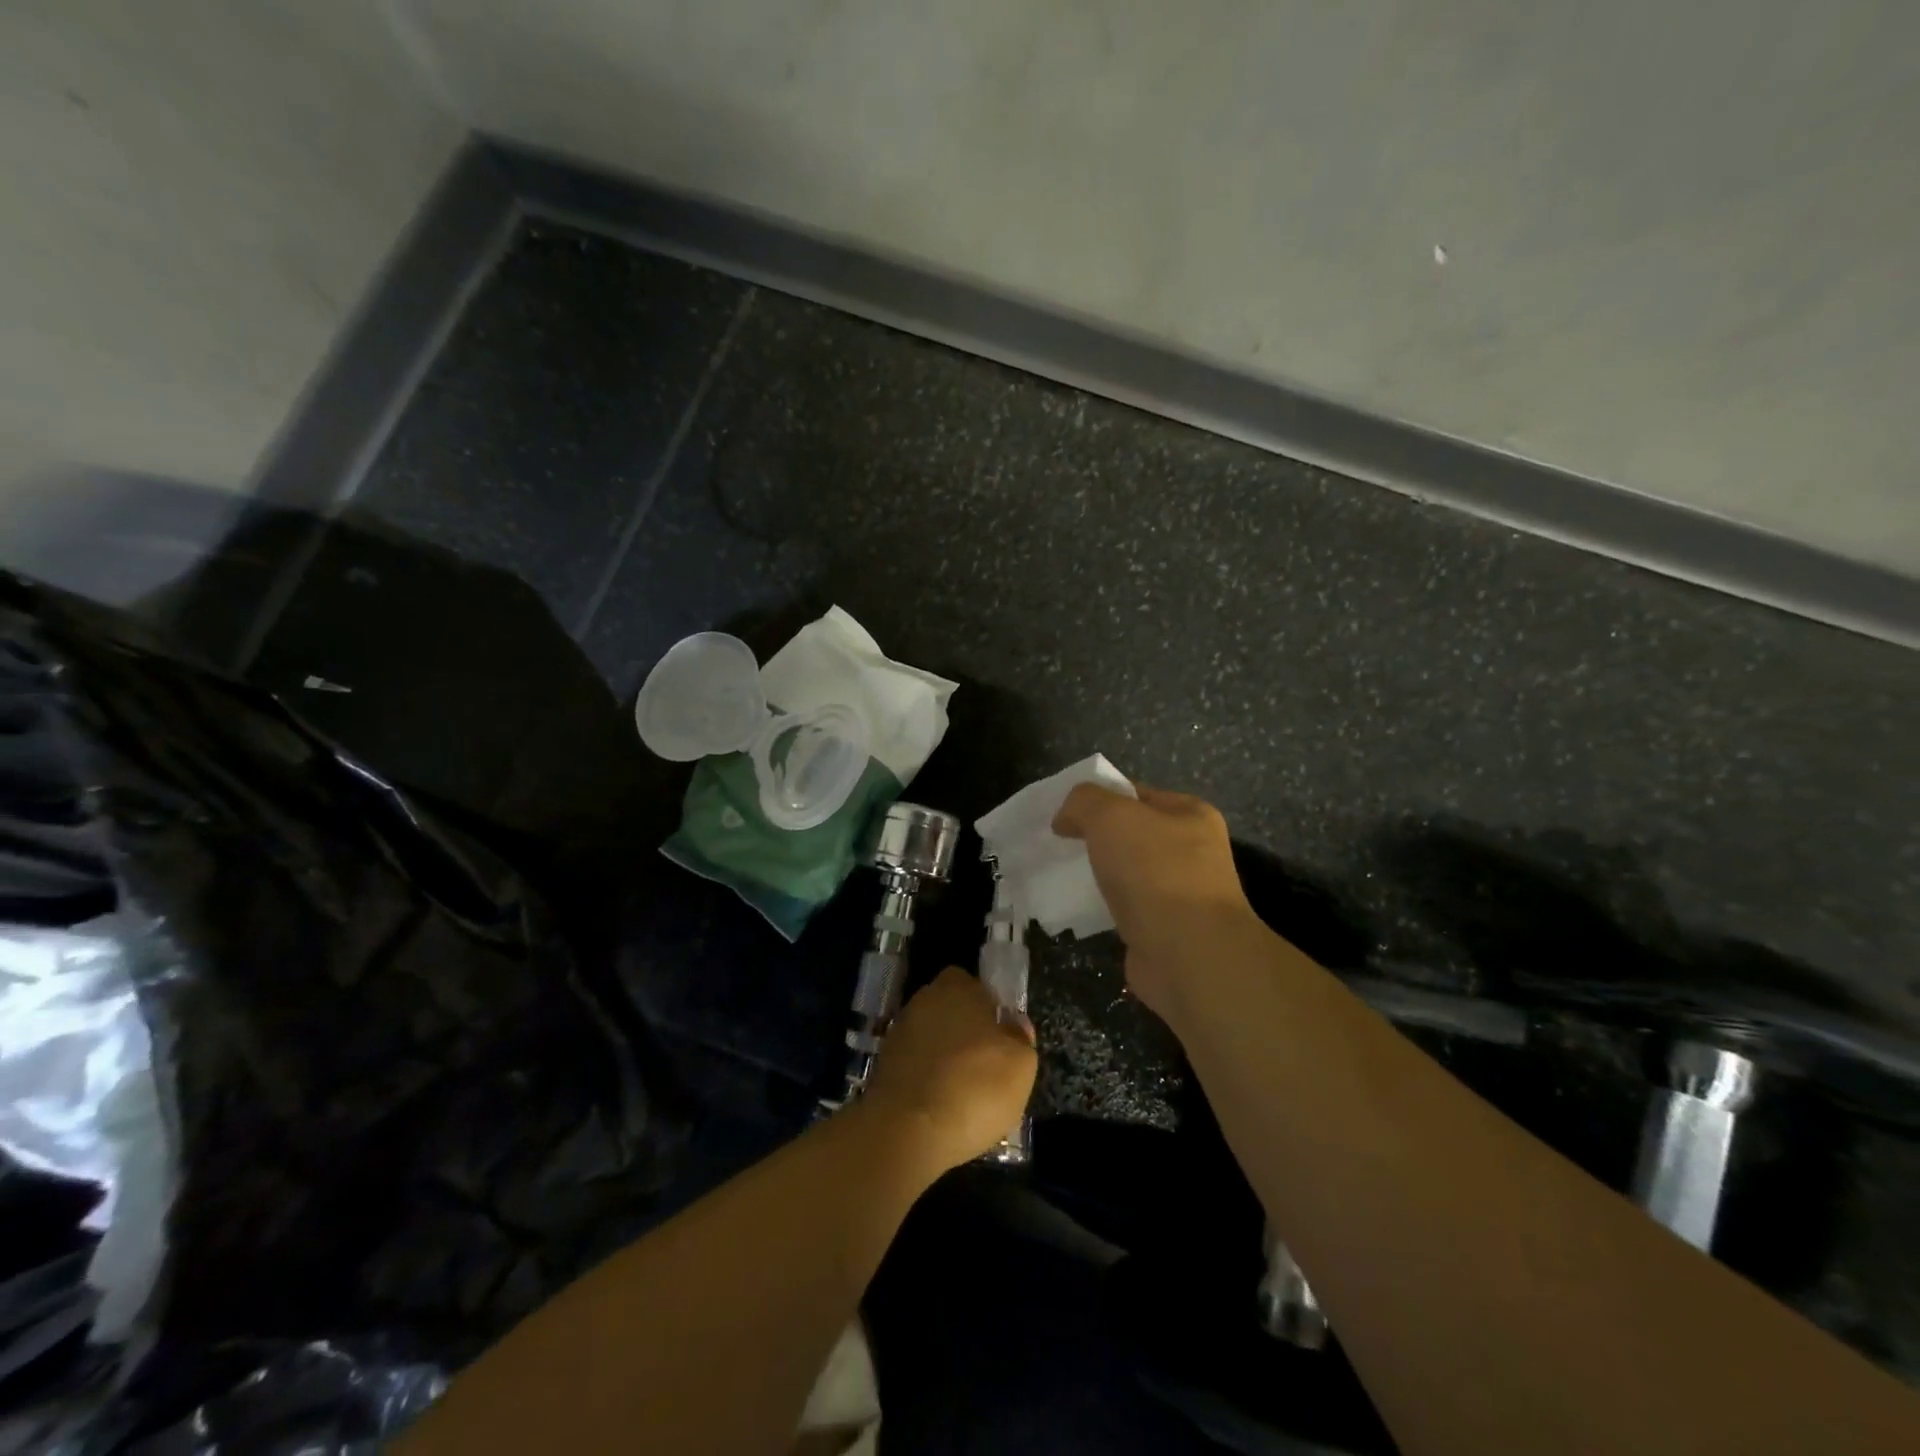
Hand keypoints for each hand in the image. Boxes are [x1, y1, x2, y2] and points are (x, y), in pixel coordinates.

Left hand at [863, 967, 1037, 1172]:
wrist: (906, 1132)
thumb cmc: (973, 1088)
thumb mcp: (1021, 1065)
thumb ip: (1020, 1037)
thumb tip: (1014, 1024)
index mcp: (956, 988)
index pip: (972, 984)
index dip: (987, 1006)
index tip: (1000, 1036)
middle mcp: (923, 1001)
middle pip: (950, 1010)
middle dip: (965, 1032)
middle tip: (985, 1066)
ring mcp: (898, 1033)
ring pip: (931, 1039)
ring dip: (944, 1058)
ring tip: (964, 1095)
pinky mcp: (882, 1066)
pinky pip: (914, 1066)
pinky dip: (926, 1081)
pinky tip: (940, 1108)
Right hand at [1052, 783, 1258, 1020]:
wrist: (1188, 955)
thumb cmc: (1154, 872)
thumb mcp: (1110, 816)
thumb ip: (1083, 802)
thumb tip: (1066, 818)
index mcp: (1190, 814)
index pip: (1136, 793)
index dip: (1098, 798)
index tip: (1064, 814)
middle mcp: (1193, 850)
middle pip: (1131, 833)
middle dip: (1095, 838)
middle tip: (1059, 845)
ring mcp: (1182, 893)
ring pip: (1128, 872)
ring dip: (1099, 875)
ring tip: (1063, 877)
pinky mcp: (1166, 930)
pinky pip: (1127, 908)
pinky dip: (1105, 907)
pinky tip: (1081, 910)